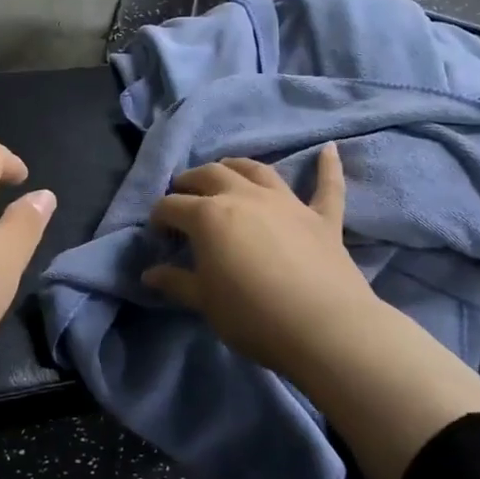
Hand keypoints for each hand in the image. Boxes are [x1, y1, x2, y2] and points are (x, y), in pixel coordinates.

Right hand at [143, 142, 381, 378]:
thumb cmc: (252, 316)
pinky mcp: (322, 218)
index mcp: (208, 215)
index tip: (157, 233)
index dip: (160, 217)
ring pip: (256, 170)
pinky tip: (330, 150)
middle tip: (182, 194)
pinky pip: (327, 185)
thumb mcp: (205, 302)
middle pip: (210, 175)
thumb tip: (149, 274)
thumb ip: (177, 282)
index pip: (172, 206)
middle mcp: (244, 196)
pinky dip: (328, 166)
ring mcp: (286, 203)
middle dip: (190, 181)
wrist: (323, 328)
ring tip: (226, 168)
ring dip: (237, 165)